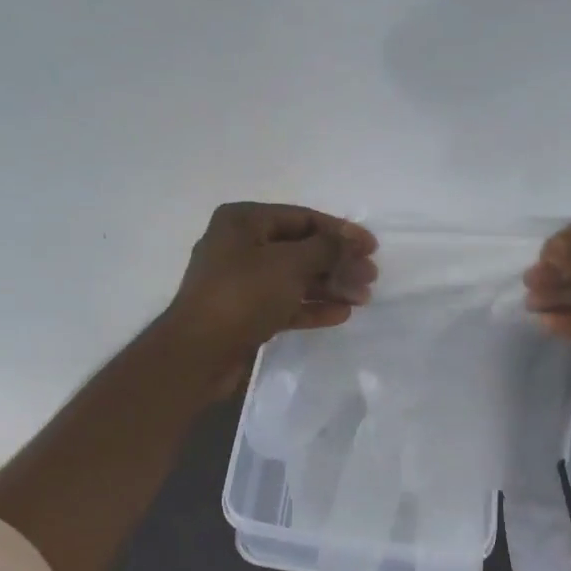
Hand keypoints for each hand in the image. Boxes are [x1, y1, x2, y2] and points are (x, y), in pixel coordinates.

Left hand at [163, 202, 377, 391]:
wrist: (199, 353)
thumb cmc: (243, 296)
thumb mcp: (290, 264)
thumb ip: (326, 248)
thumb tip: (352, 239)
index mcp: (243, 221)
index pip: (302, 218)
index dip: (340, 231)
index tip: (372, 247)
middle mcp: (240, 246)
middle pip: (301, 249)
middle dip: (338, 262)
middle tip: (370, 277)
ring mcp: (241, 282)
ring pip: (295, 278)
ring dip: (330, 286)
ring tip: (363, 298)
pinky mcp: (245, 313)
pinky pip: (285, 303)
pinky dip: (311, 306)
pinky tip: (340, 314)